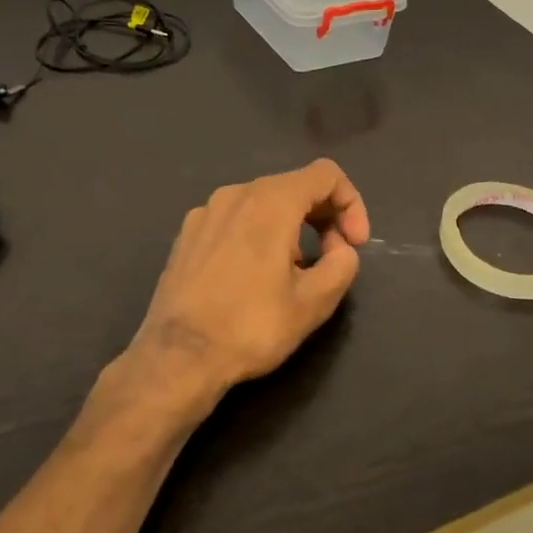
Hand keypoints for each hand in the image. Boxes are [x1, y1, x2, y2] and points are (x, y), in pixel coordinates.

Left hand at [112, 159, 370, 417]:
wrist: (178, 357)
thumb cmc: (251, 327)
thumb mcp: (314, 302)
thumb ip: (342, 264)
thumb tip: (340, 249)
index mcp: (271, 201)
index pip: (326, 175)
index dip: (351, 204)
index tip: (353, 245)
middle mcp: (236, 194)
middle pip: (294, 186)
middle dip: (323, 217)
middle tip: (331, 260)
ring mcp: (205, 212)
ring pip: (263, 203)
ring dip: (291, 228)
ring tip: (291, 273)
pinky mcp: (186, 235)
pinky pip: (234, 220)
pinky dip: (256, 235)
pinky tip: (252, 276)